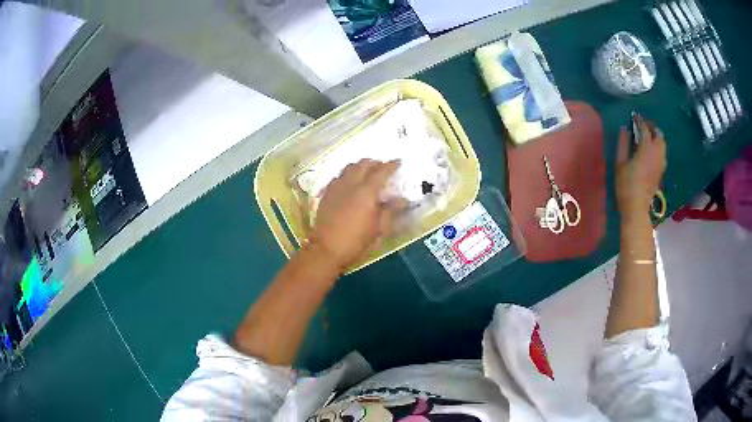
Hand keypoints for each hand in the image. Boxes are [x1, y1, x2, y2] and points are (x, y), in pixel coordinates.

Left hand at [309, 159, 405, 270]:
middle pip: (363, 165)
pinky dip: (347, 174)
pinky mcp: (326, 194)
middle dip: (374, 163)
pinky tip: (349, 182)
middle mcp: (351, 184)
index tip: (398, 162)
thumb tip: (403, 200)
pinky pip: (338, 177)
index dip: (390, 165)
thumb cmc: (356, 240)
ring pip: (349, 168)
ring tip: (366, 171)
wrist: (327, 249)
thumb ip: (391, 210)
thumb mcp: (379, 228)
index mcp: (366, 192)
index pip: (381, 172)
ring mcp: (336, 187)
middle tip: (382, 167)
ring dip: (360, 166)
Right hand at [615, 115, 666, 219]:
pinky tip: (651, 150)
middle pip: (658, 134)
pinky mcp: (661, 170)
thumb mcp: (620, 162)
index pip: (644, 129)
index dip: (639, 121)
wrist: (637, 207)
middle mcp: (657, 153)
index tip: (634, 116)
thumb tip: (625, 129)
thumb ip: (623, 143)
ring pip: (662, 144)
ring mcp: (661, 163)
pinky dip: (658, 147)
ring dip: (656, 136)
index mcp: (646, 148)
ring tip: (647, 136)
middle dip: (651, 127)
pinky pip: (662, 153)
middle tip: (642, 125)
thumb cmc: (626, 184)